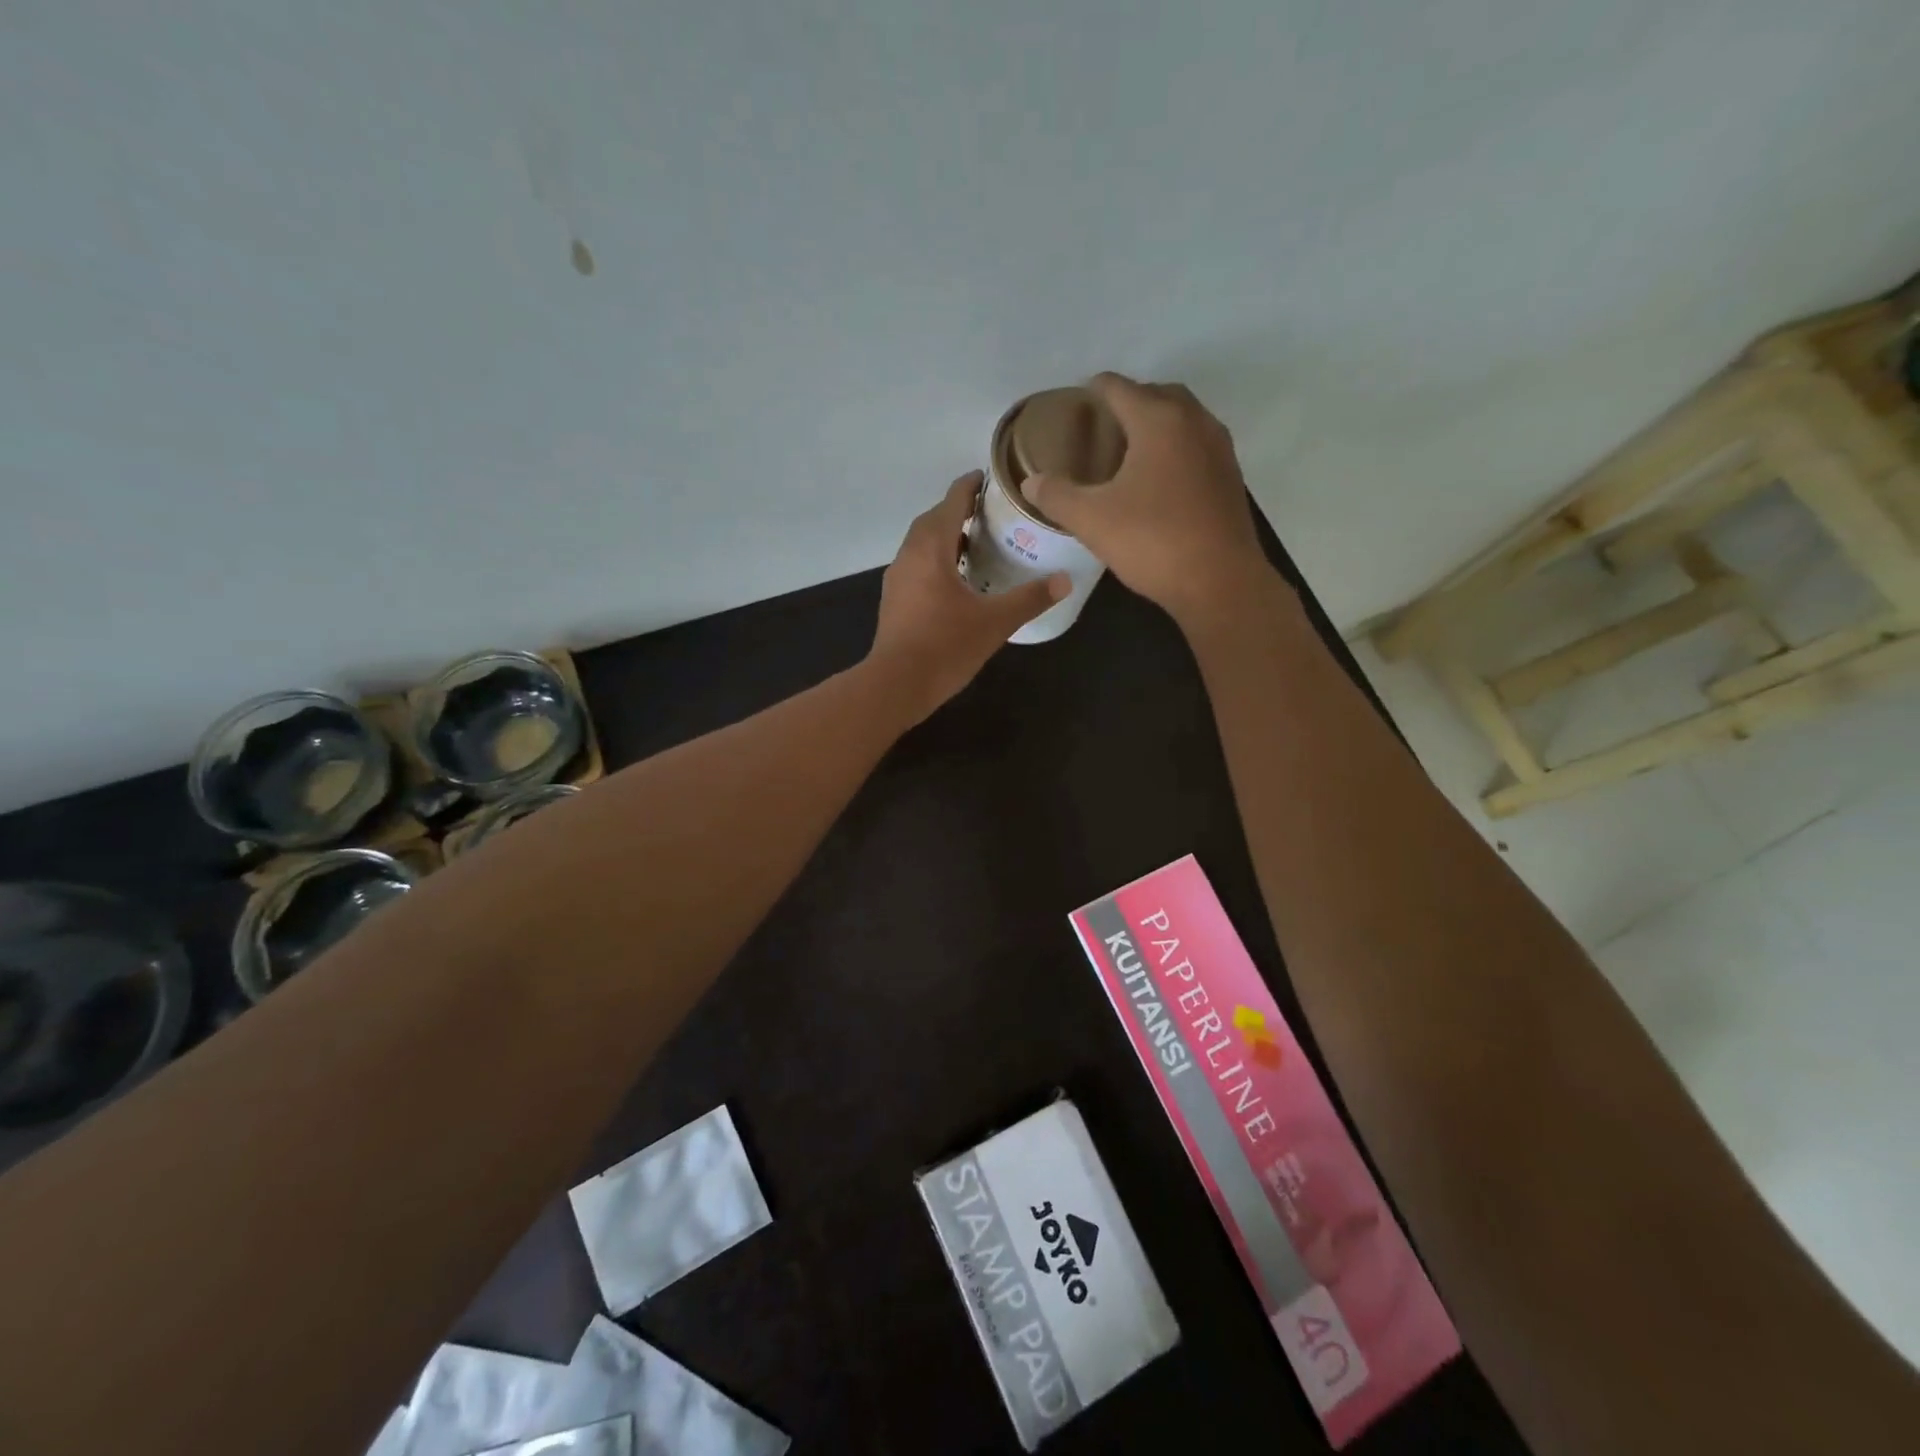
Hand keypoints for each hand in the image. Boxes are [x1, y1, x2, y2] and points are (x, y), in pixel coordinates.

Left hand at [868, 472, 1068, 722]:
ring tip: (975, 544)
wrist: (896, 685)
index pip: (951, 501)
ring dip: (945, 537)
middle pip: (933, 520)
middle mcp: (909, 555)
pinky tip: (955, 580)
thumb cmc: (945, 646)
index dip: (970, 486)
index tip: (989, 478)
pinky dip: (936, 560)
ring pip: (921, 544)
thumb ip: (1030, 598)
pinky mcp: (894, 601)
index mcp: (931, 548)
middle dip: (958, 510)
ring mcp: (897, 578)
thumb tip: (1065, 580)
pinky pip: (916, 566)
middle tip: (989, 513)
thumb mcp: (995, 622)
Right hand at [1023, 374, 1273, 629]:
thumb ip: (1056, 495)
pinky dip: (1175, 449)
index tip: (1074, 405)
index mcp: (1158, 420)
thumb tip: (1031, 481)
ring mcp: (1219, 449)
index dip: (1092, 391)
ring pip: (1182, 419)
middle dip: (1128, 403)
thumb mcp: (1091, 520)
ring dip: (1155, 424)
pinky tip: (1158, 480)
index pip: (1118, 387)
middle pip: (1156, 394)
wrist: (1220, 582)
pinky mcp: (1230, 477)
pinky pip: (1197, 446)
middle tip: (1100, 428)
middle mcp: (1194, 422)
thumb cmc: (1153, 541)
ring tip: (1127, 451)